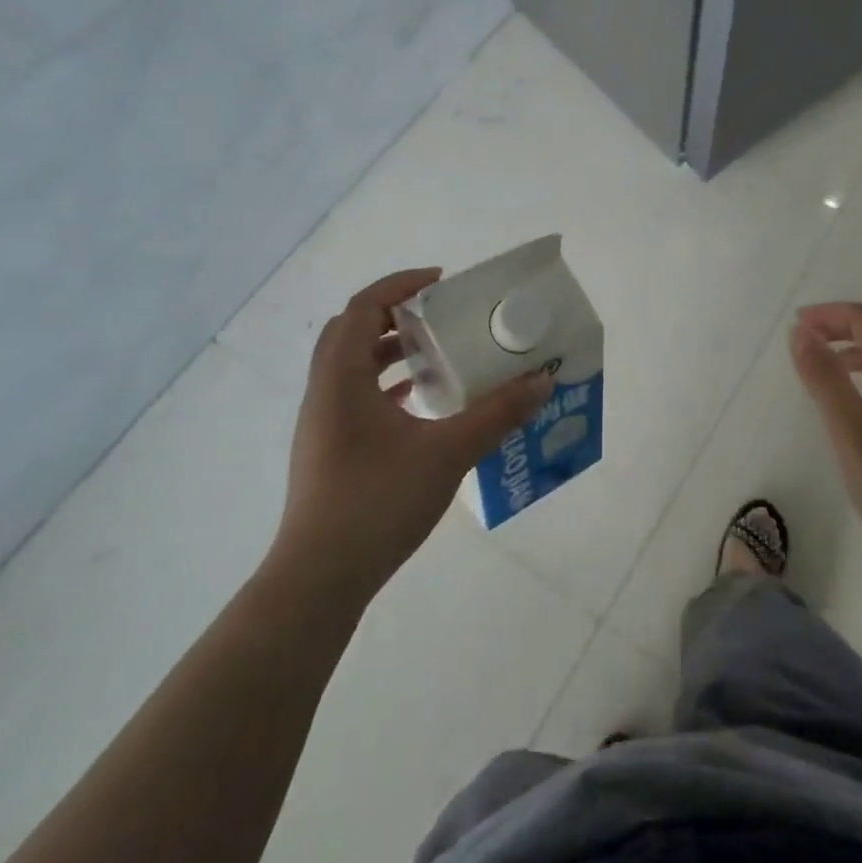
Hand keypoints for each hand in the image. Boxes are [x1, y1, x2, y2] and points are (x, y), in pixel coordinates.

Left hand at [272, 268, 552, 600]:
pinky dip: (388, 386)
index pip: (364, 307)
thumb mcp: (448, 452)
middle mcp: (324, 392)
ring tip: (438, 356)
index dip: (400, 286)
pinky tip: (423, 406)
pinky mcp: (329, 451)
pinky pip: (356, 397)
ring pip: (353, 366)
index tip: (442, 283)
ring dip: (391, 352)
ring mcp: (322, 424)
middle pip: (353, 331)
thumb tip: (542, 381)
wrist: (319, 579)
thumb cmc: (377, 501)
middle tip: (440, 316)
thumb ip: (497, 414)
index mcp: (341, 377)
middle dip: (396, 315)